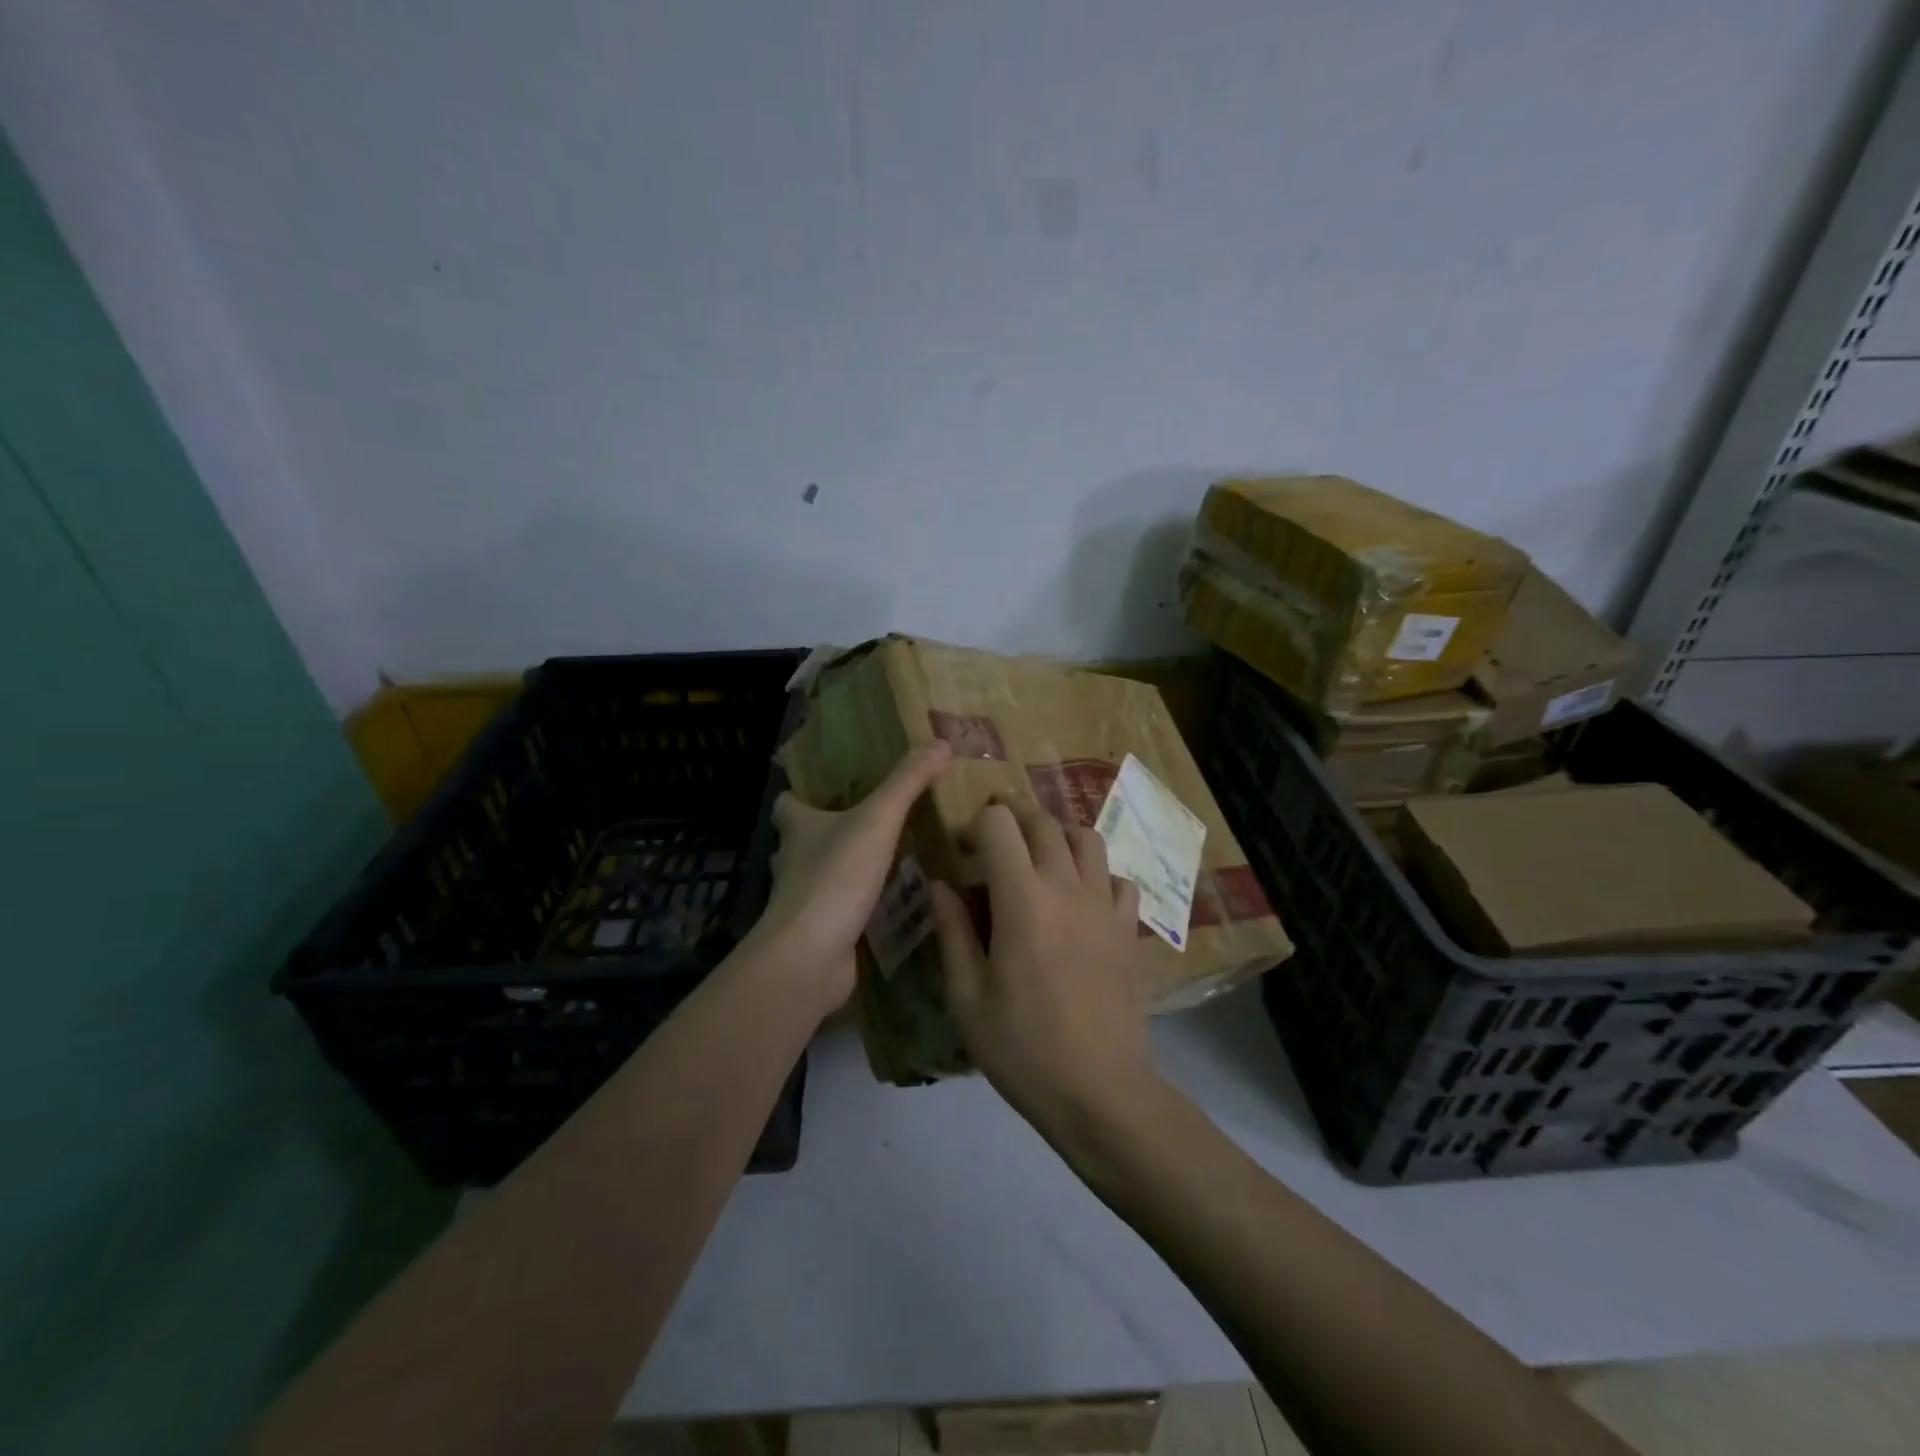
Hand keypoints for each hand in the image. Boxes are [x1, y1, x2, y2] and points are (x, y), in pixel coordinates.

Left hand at [752, 742, 952, 1017]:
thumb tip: (940, 743)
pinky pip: (836, 913)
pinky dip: (854, 908)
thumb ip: (908, 783)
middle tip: (868, 824)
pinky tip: (886, 907)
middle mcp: (792, 861)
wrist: (811, 955)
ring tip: (883, 863)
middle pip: (801, 841)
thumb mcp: (878, 820)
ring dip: (842, 870)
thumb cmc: (836, 876)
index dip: (800, 795)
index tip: (824, 790)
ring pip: (818, 877)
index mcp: (798, 828)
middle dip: (826, 833)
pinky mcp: (816, 934)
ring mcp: (802, 901)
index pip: (787, 803)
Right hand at [930, 795, 1157, 1141]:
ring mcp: (1106, 905)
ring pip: (1087, 838)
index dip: (977, 824)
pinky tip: (1083, 898)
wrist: (1100, 1091)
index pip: (1000, 825)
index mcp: (1022, 899)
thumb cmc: (1022, 1048)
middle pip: (1043, 821)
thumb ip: (952, 932)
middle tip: (994, 831)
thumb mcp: (967, 998)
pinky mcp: (1130, 928)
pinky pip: (1119, 879)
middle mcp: (1068, 887)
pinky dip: (1098, 874)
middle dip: (1014, 813)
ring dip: (1058, 834)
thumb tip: (940, 884)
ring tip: (1040, 855)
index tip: (965, 848)